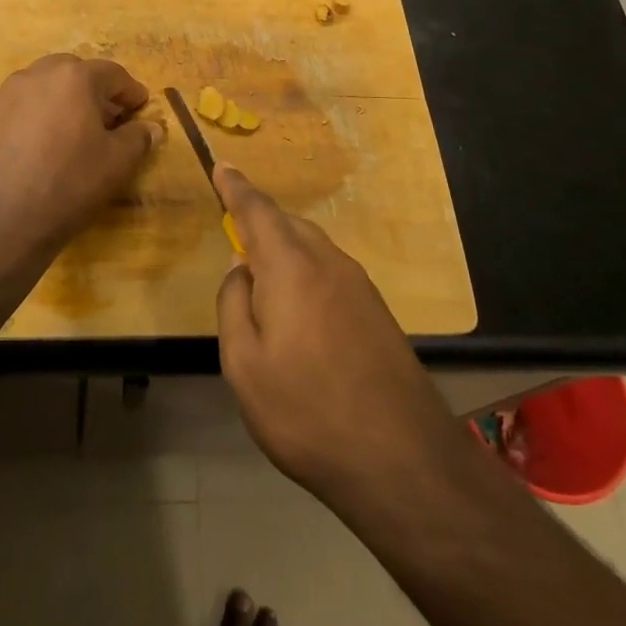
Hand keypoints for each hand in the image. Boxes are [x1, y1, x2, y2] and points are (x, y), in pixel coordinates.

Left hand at [0, 54, 160, 247]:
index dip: (131, 92)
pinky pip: (27, 104)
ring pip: (49, 86)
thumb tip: (151, 128)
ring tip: (81, 132)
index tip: (142, 108)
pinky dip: (45, 114)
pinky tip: (51, 143)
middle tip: (113, 119)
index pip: (113, 74)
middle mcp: (39, 74)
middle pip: (77, 73)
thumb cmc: (68, 183)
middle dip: (98, 91)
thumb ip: (138, 138)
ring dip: (69, 100)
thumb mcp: (117, 163)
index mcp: (74, 77)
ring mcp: (10, 94)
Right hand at [214, 164, 472, 509]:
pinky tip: (300, 307)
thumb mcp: (244, 364)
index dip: (236, 187)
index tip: (221, 166)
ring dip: (285, 247)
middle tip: (236, 231)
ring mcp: (358, 285)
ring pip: (312, 246)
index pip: (257, 210)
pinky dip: (306, 270)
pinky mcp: (377, 311)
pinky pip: (330, 270)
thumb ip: (233, 305)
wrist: (403, 459)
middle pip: (288, 224)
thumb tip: (240, 269)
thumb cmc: (307, 410)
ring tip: (263, 274)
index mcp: (290, 265)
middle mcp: (328, 262)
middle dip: (260, 220)